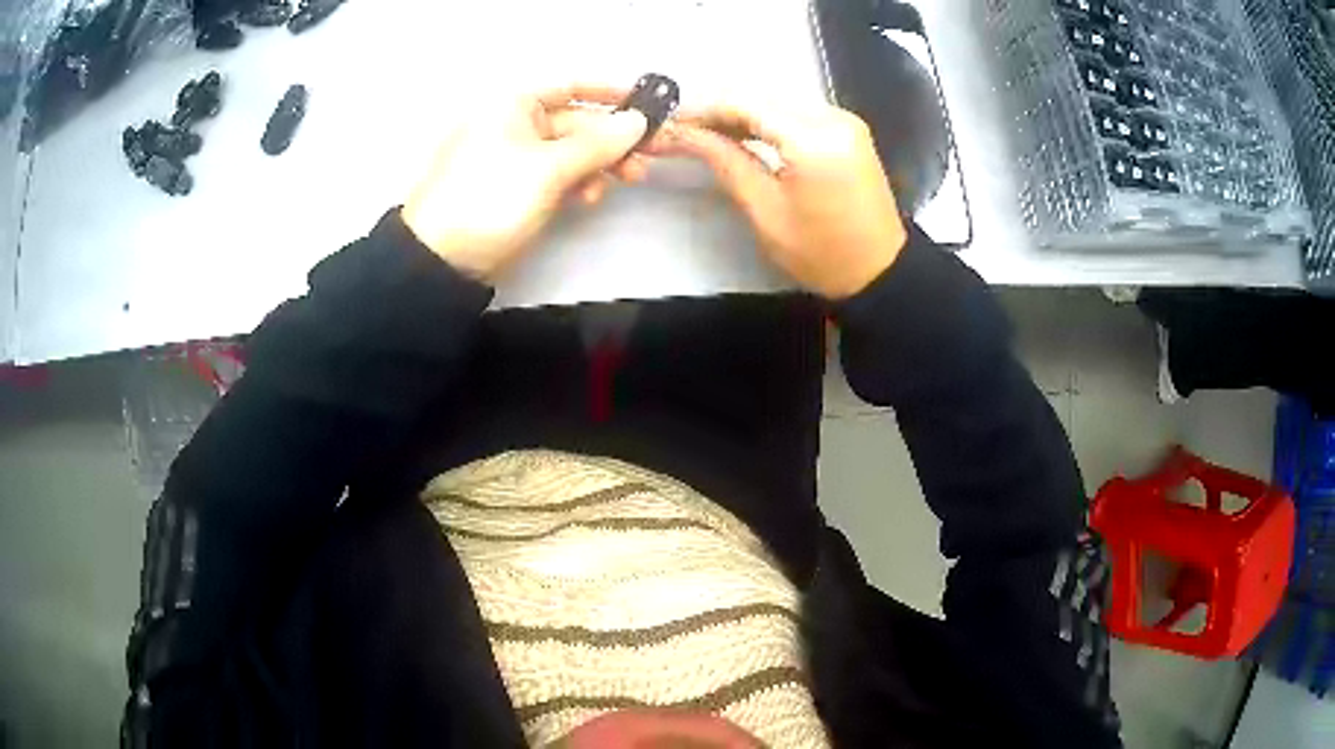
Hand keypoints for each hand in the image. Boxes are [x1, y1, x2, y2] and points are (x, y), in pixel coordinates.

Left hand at [402, 87, 649, 282]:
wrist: (442, 259)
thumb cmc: (492, 197)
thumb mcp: (548, 168)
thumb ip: (599, 143)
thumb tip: (639, 120)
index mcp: (514, 105)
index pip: (571, 87)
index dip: (610, 94)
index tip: (646, 108)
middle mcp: (516, 124)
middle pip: (576, 123)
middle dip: (612, 140)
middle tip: (646, 159)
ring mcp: (516, 158)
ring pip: (571, 152)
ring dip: (600, 165)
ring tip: (624, 182)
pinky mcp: (518, 188)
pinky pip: (557, 176)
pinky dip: (578, 183)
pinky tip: (589, 199)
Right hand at [655, 103, 906, 298]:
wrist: (881, 272)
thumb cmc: (821, 253)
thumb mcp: (766, 211)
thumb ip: (726, 162)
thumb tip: (684, 135)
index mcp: (813, 138)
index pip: (745, 103)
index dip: (703, 109)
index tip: (670, 123)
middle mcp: (832, 117)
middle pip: (762, 95)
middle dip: (719, 109)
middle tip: (683, 130)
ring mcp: (845, 120)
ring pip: (778, 100)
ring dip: (741, 112)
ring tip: (706, 134)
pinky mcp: (848, 130)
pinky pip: (797, 111)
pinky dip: (767, 118)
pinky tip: (744, 134)